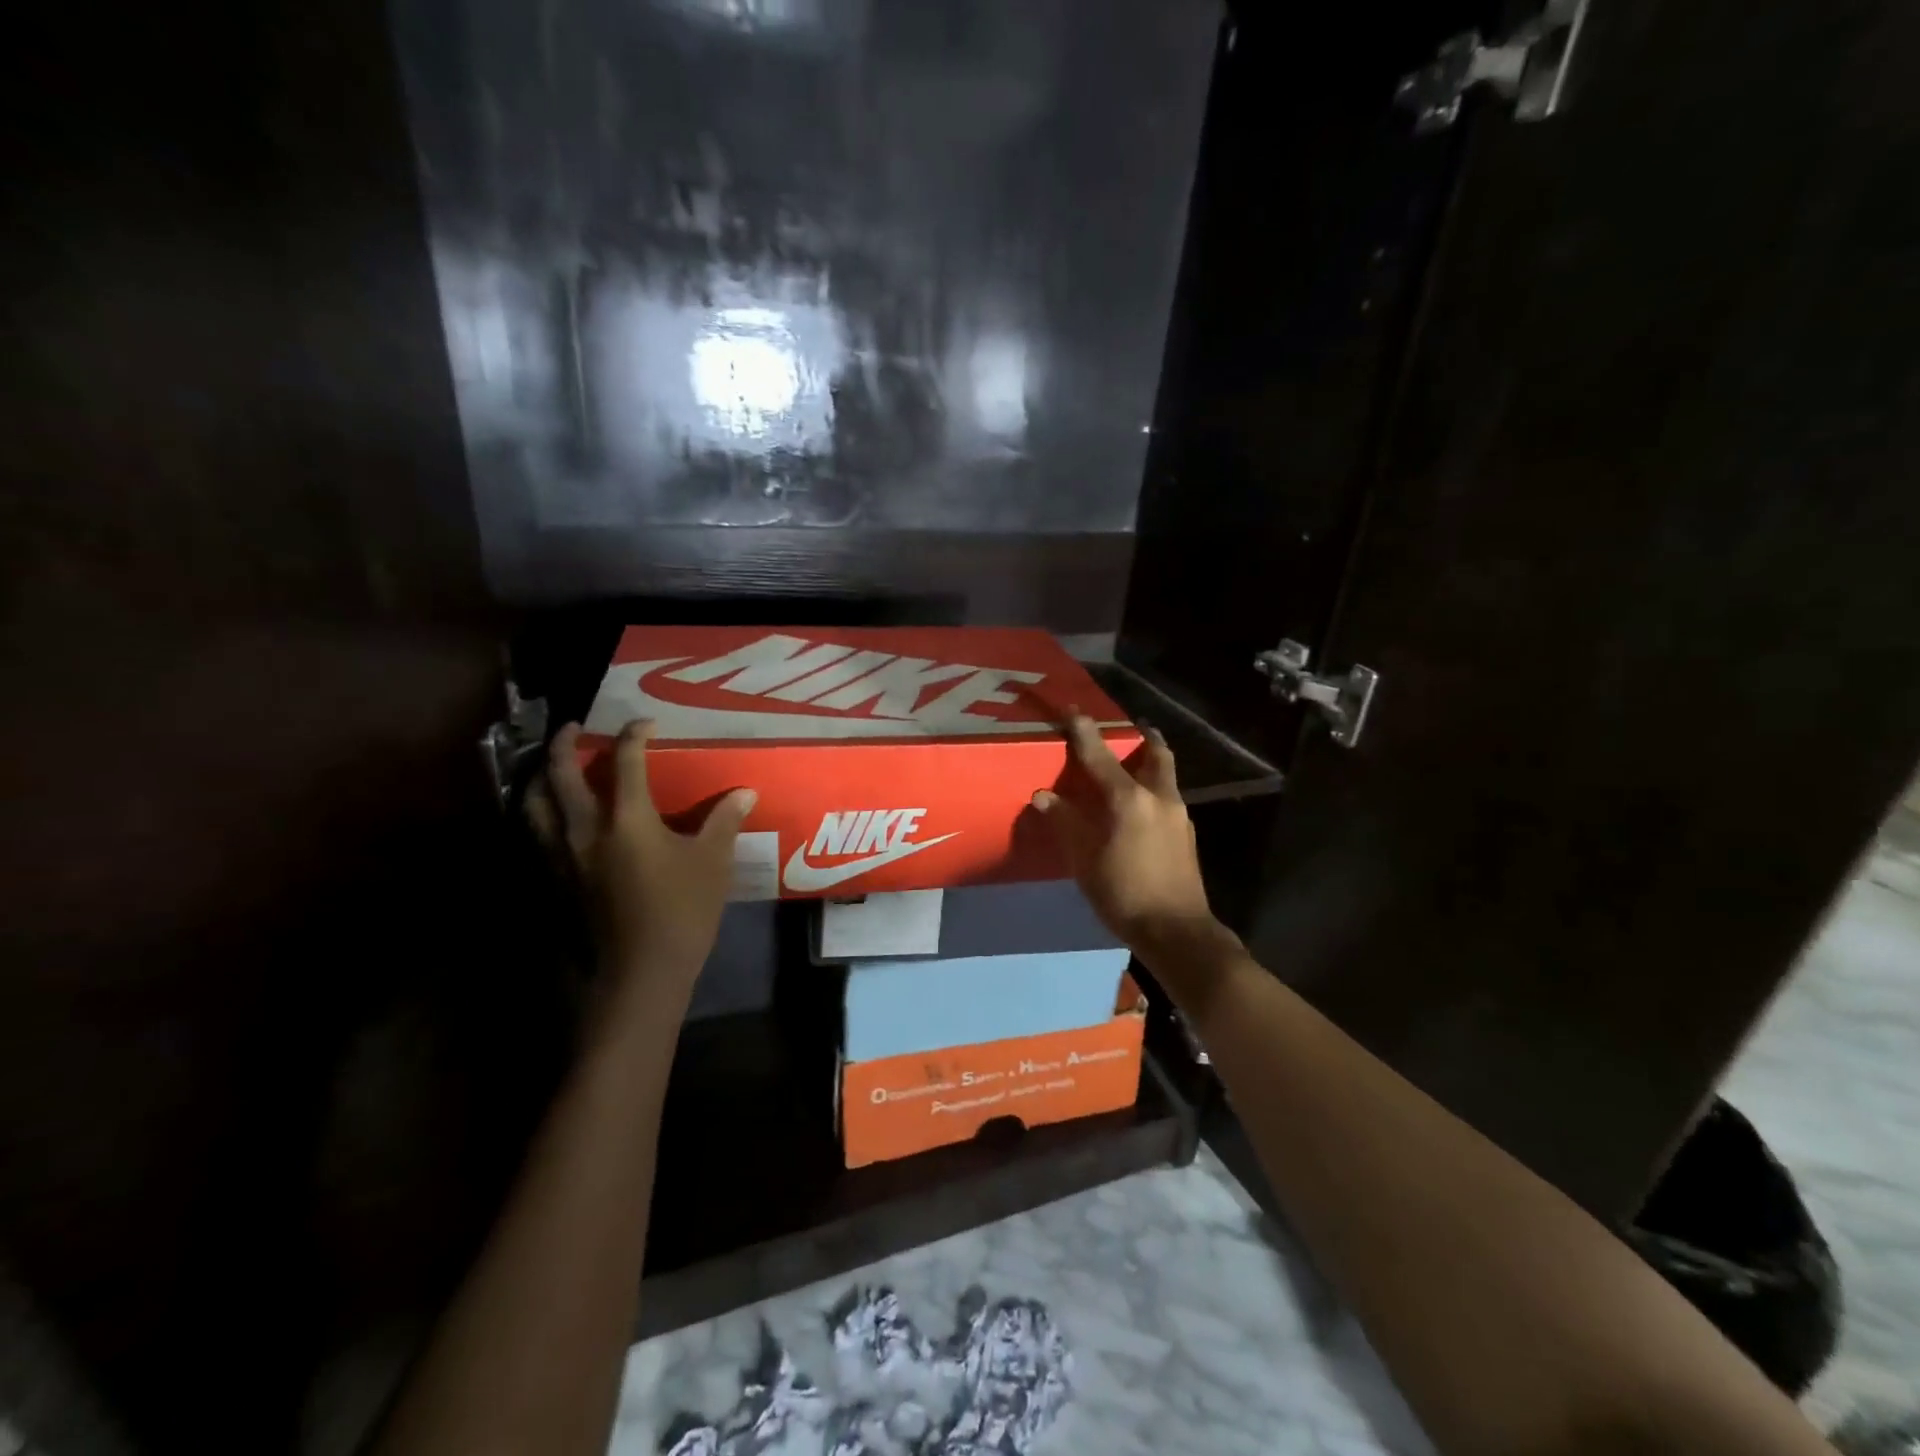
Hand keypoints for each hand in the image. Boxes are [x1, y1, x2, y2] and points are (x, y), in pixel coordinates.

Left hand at [532, 720, 755, 1001]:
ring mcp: (563, 857)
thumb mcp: (713, 862)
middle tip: (572, 727)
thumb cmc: (682, 911)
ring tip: (549, 768)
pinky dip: (539, 814)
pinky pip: (536, 835)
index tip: (644, 723)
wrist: (641, 972)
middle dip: (564, 745)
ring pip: (534, 805)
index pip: (626, 762)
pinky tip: (553, 819)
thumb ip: (723, 821)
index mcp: (627, 819)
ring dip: (540, 778)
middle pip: (561, 776)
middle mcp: (585, 830)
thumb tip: (744, 792)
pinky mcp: (555, 882)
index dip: (634, 736)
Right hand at [1032, 716, 1225, 964]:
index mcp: (1129, 799)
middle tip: (1127, 731)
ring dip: (1149, 763)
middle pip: (1155, 753)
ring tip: (1130, 767)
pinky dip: (1153, 790)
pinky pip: (1167, 797)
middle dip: (1142, 737)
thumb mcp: (1085, 860)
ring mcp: (1178, 815)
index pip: (1099, 756)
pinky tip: (1138, 809)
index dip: (1083, 732)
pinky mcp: (1186, 834)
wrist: (1177, 931)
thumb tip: (1042, 795)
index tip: (1073, 710)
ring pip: (1165, 775)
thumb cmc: (1124, 893)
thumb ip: (1066, 822)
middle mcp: (1159, 797)